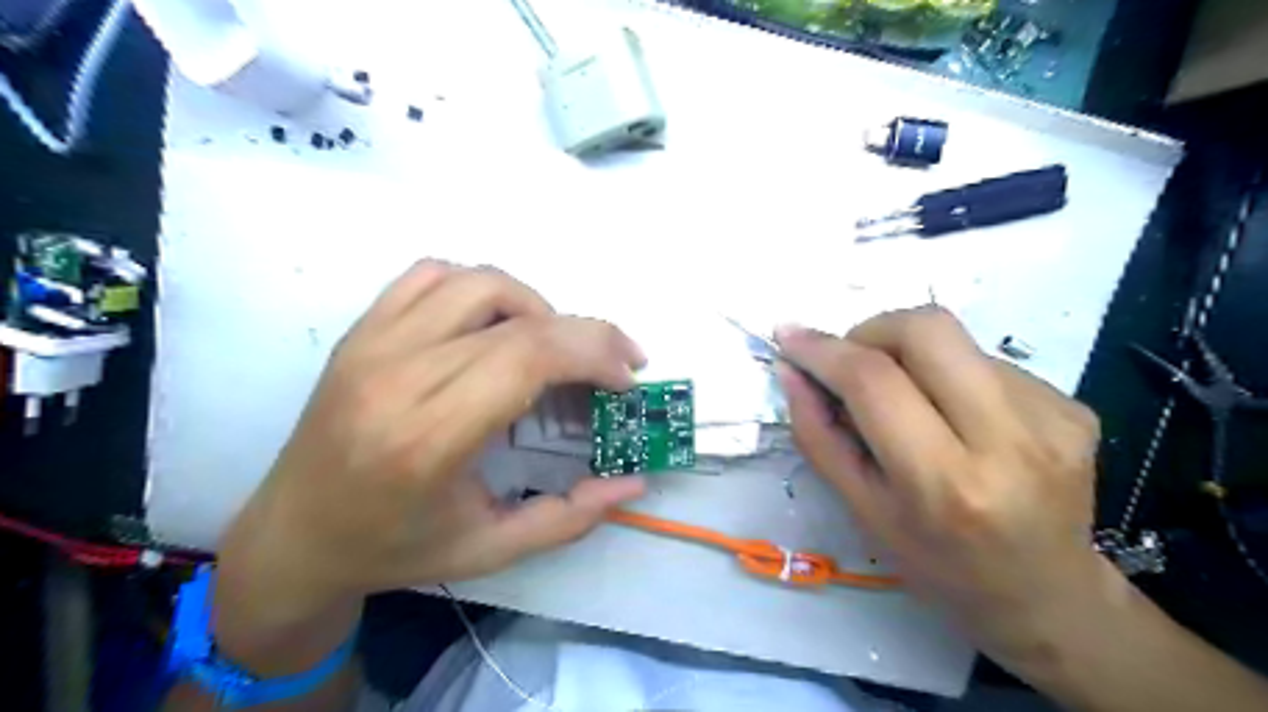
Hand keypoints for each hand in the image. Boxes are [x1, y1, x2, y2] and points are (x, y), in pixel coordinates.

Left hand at [217, 260, 647, 621]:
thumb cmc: (394, 549)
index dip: (593, 353)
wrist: (293, 536)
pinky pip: (431, 275)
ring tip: (553, 348)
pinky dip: (481, 287)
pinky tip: (494, 325)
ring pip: (479, 282)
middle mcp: (397, 376)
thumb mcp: (491, 550)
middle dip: (587, 334)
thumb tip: (634, 482)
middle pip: (517, 319)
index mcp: (428, 439)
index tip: (626, 379)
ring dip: (536, 306)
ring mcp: (372, 344)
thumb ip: (570, 516)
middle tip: (616, 363)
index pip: (527, 357)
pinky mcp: (361, 331)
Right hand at [780, 308, 1112, 663]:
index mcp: (944, 482)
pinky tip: (956, 418)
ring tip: (909, 404)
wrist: (1049, 597)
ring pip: (956, 339)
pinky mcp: (1074, 405)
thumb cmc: (939, 565)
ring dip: (911, 357)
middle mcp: (1009, 439)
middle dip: (872, 331)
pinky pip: (987, 361)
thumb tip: (791, 370)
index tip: (790, 336)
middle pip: (927, 329)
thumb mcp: (862, 511)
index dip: (822, 349)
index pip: (873, 381)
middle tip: (853, 363)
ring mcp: (1051, 416)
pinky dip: (950, 375)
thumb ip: (818, 436)